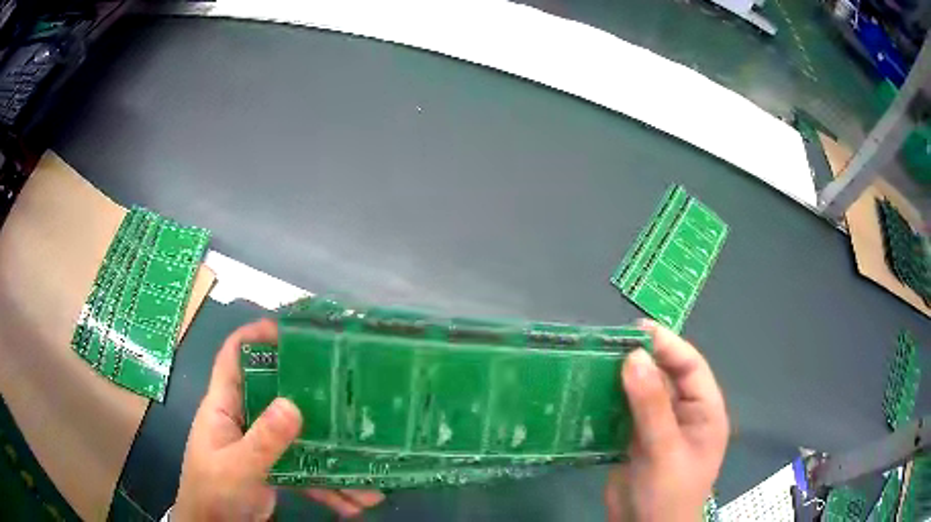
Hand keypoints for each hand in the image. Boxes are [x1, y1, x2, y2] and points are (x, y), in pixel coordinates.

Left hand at [174, 319, 384, 519]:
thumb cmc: (212, 492)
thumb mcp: (236, 467)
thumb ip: (263, 440)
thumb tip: (293, 405)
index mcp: (223, 406)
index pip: (233, 357)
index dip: (255, 336)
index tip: (292, 331)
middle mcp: (243, 419)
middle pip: (276, 393)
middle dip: (310, 394)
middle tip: (345, 390)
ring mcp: (261, 446)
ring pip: (298, 437)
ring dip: (329, 454)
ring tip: (366, 470)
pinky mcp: (275, 469)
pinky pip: (304, 470)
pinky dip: (328, 485)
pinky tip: (354, 502)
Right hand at [604, 320, 728, 521]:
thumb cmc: (668, 493)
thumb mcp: (664, 450)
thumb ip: (652, 406)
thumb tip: (634, 357)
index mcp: (705, 411)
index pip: (691, 367)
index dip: (669, 345)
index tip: (637, 330)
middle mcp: (684, 414)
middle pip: (666, 376)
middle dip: (643, 358)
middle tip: (610, 344)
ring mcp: (658, 427)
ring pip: (642, 392)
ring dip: (622, 378)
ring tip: (596, 361)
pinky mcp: (635, 440)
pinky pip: (624, 411)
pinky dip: (609, 400)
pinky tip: (591, 391)